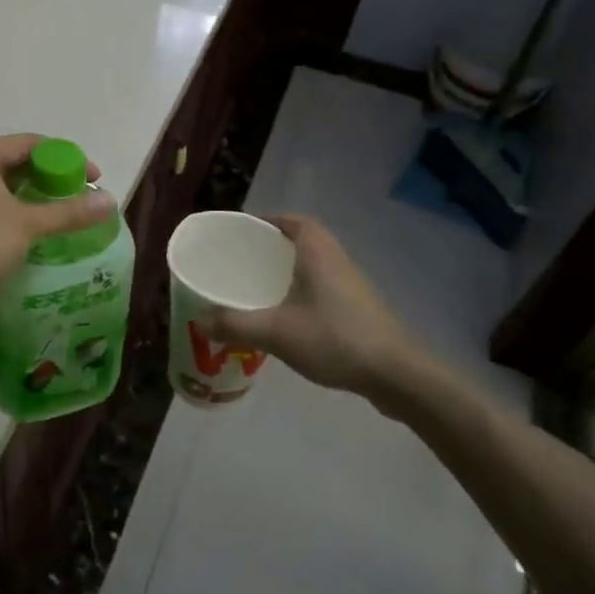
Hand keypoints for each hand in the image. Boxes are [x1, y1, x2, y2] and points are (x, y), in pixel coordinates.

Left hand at [0, 136, 115, 339]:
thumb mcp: (27, 224)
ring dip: (32, 204)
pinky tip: (33, 240)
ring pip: (2, 191)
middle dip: (50, 182)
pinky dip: (13, 220)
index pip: (31, 144)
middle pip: (16, 165)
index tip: (93, 180)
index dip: (66, 158)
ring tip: (63, 222)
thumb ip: (68, 212)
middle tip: (80, 203)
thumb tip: (110, 201)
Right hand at [200, 215, 450, 415]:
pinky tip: (286, 314)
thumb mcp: (275, 332)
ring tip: (258, 285)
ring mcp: (351, 284)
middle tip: (243, 259)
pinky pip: (323, 285)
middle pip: (302, 239)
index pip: (292, 220)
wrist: (394, 373)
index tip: (242, 231)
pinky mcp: (358, 307)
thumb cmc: (333, 339)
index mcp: (317, 251)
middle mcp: (336, 259)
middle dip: (273, 245)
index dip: (268, 220)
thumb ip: (234, 325)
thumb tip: (201, 321)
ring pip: (314, 264)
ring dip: (289, 268)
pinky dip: (302, 289)